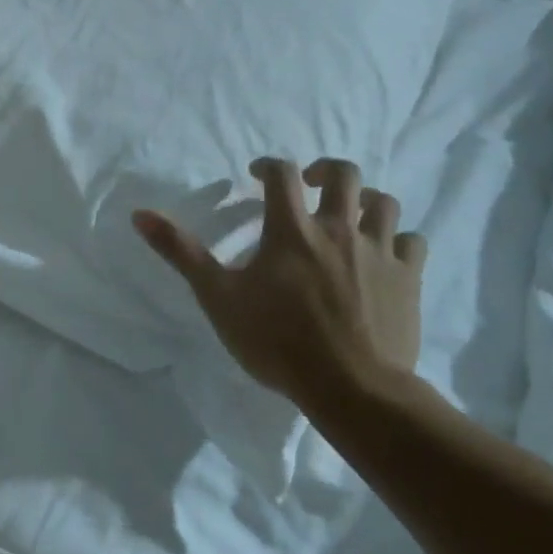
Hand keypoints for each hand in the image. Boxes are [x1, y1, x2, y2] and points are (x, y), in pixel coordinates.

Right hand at [133, 158, 426, 414]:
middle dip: (325, 171)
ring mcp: (380, 252)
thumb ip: (181, 252)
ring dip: (365, 201)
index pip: (282, 174)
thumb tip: (140, 214)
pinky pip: (413, 242)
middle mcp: (339, 229)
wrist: (352, 387)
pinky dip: (398, 239)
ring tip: (350, 216)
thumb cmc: (277, 340)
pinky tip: (386, 253)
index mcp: (293, 229)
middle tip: (310, 185)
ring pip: (384, 203)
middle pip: (345, 175)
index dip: (269, 165)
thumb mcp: (218, 296)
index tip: (257, 174)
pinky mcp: (409, 279)